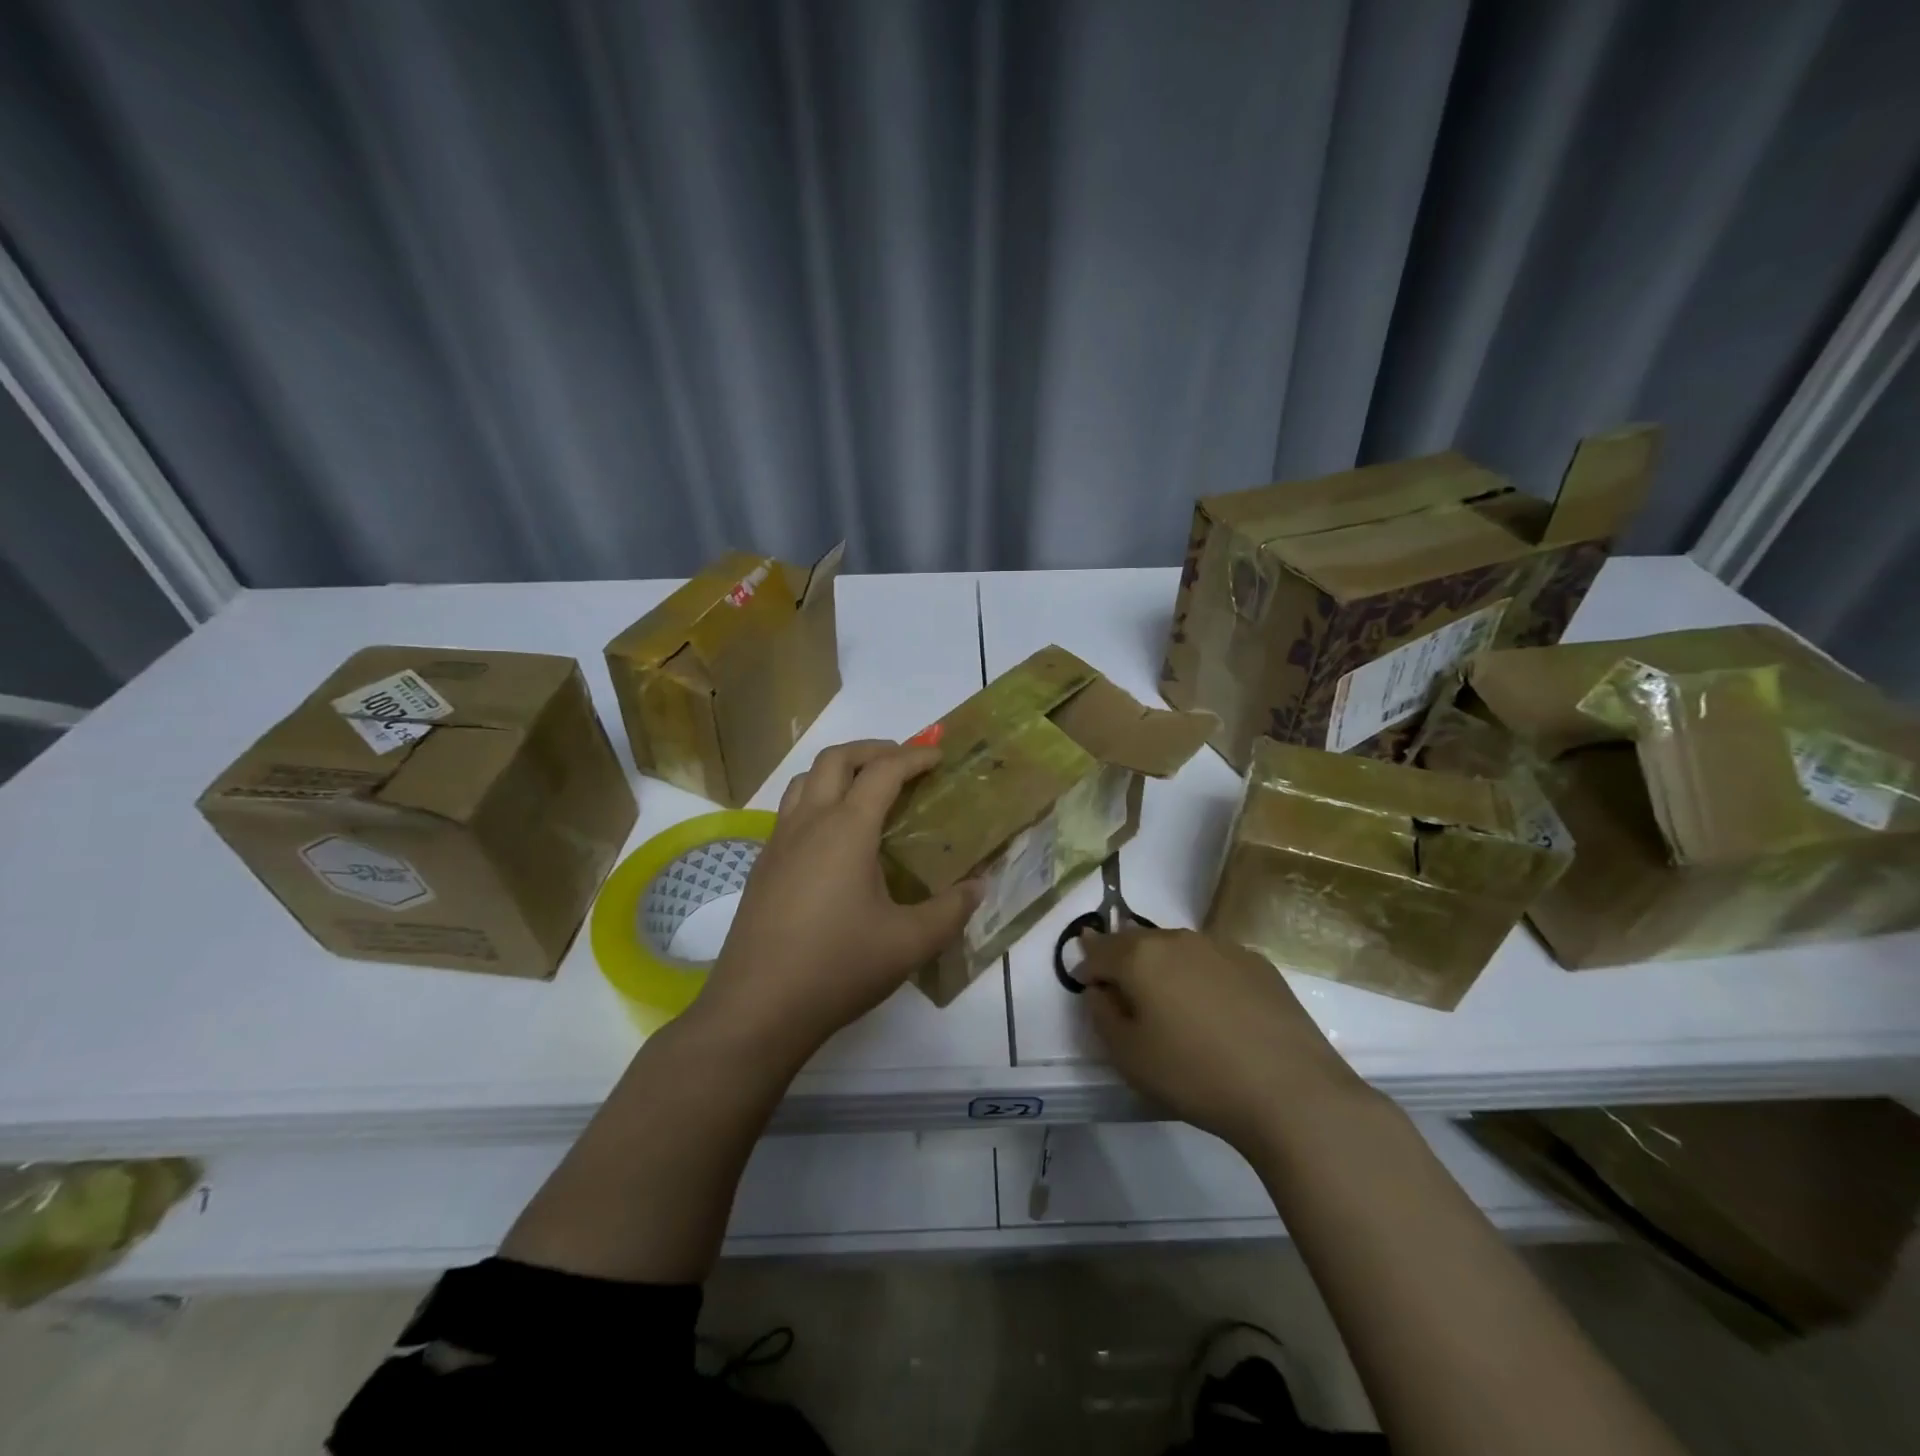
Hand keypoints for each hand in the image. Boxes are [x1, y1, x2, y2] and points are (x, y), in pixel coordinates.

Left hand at [698, 740, 982, 1059]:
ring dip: (838, 770)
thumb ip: (950, 911)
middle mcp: (808, 823)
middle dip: (872, 749)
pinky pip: (790, 811)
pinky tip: (833, 840)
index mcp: (847, 829)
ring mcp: (778, 843)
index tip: (938, 756)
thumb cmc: (838, 967)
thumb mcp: (909, 943)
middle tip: (902, 762)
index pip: (883, 771)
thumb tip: (979, 887)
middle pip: (836, 758)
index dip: (914, 756)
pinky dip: (817, 800)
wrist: (758, 1008)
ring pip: (805, 780)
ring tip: (866, 790)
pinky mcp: (762, 867)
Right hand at [1079, 928, 1368, 1150]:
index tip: (1088, 988)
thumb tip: (1100, 989)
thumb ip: (1101, 1015)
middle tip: (1126, 995)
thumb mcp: (1128, 1056)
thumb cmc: (1195, 1075)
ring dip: (1164, 966)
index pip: (1098, 949)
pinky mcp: (1258, 963)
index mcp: (1140, 956)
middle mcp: (1178, 939)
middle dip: (1124, 961)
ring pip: (1177, 948)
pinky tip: (1216, 1010)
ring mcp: (1221, 947)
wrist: (1290, 1091)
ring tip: (1172, 1003)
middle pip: (1137, 941)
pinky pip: (1213, 960)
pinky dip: (1202, 975)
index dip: (1087, 967)